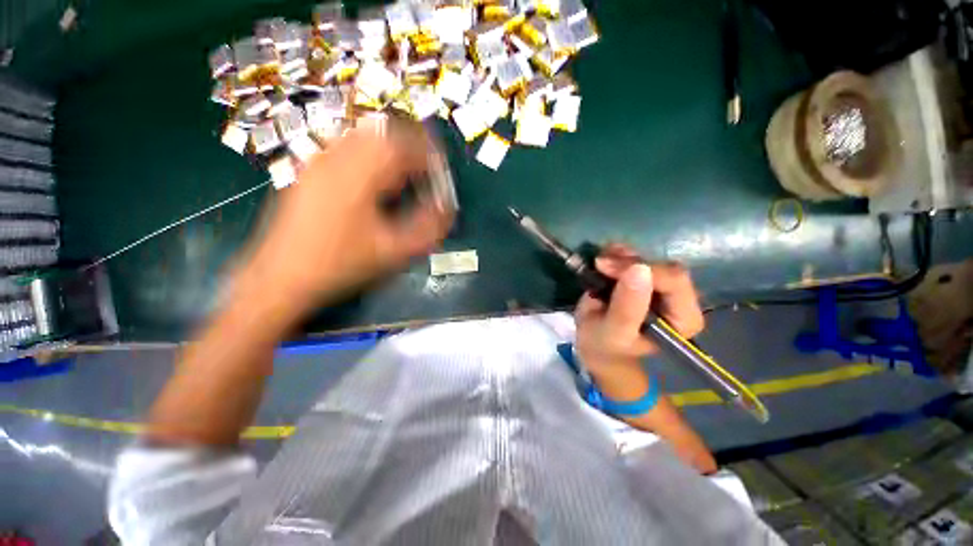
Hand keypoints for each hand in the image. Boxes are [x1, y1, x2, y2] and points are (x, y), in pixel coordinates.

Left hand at [241, 124, 453, 312]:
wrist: (280, 278)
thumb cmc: (340, 265)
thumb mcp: (393, 252)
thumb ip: (428, 228)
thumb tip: (448, 208)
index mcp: (358, 174)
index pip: (403, 144)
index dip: (430, 154)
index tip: (442, 170)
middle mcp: (336, 156)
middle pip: (384, 131)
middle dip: (413, 146)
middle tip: (428, 167)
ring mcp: (318, 161)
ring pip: (365, 136)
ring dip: (392, 149)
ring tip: (407, 173)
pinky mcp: (309, 170)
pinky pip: (348, 147)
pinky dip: (372, 155)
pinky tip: (377, 180)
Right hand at [575, 244, 704, 372]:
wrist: (595, 344)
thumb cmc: (605, 345)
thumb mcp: (614, 332)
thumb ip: (627, 307)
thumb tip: (640, 268)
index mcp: (682, 319)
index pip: (674, 281)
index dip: (640, 268)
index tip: (605, 267)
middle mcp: (679, 299)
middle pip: (662, 266)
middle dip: (628, 262)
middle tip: (599, 264)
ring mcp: (661, 286)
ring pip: (649, 257)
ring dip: (621, 256)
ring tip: (598, 263)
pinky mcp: (645, 277)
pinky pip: (636, 256)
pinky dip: (618, 253)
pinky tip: (604, 258)